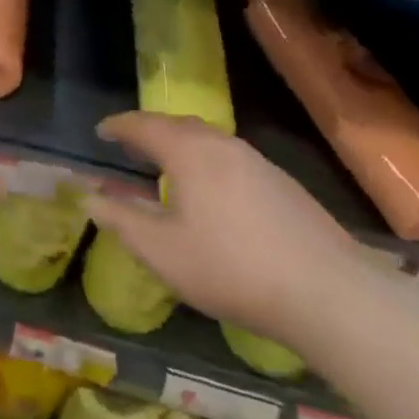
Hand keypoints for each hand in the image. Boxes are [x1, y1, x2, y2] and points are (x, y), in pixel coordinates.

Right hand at [80, 113, 358, 343]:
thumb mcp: (163, 251)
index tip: (100, 131)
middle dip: (149, 131)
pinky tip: (211, 193)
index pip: (143, 125)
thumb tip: (88, 197)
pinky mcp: (283, 183)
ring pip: (208, 140)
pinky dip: (206, 161)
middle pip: (177, 125)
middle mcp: (222, 144)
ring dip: (180, 145)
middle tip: (129, 146)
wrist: (330, 294)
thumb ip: (121, 220)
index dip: (118, 126)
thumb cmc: (232, 268)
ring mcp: (257, 162)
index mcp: (188, 151)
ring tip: (166, 167)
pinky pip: (230, 158)